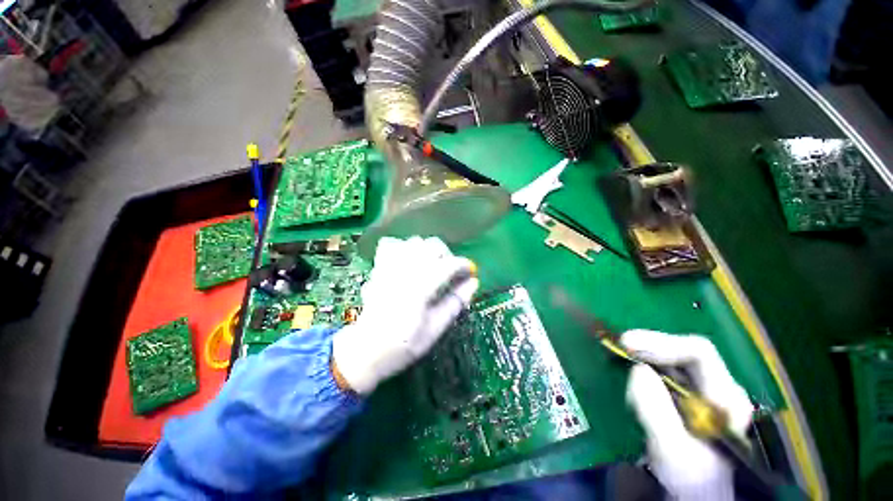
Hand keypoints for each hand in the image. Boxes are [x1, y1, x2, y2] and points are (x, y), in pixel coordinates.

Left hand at [332, 237, 478, 393]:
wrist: (365, 350)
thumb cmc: (403, 345)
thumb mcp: (435, 330)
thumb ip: (455, 303)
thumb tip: (473, 282)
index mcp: (419, 288)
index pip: (448, 264)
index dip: (463, 266)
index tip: (470, 273)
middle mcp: (404, 271)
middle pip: (432, 245)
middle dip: (447, 255)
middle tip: (451, 272)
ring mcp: (389, 266)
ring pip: (414, 241)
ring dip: (428, 250)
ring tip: (432, 266)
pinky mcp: (379, 268)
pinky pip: (392, 244)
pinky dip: (405, 248)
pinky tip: (409, 261)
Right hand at [622, 329, 753, 500]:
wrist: (695, 493)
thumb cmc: (689, 477)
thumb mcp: (672, 450)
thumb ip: (656, 411)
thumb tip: (637, 370)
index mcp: (726, 399)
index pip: (699, 354)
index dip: (662, 344)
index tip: (628, 345)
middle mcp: (717, 387)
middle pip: (683, 352)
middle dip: (649, 345)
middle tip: (619, 344)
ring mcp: (702, 391)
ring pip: (672, 359)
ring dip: (644, 354)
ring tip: (620, 354)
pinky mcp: (685, 395)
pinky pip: (664, 369)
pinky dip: (643, 363)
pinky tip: (628, 365)